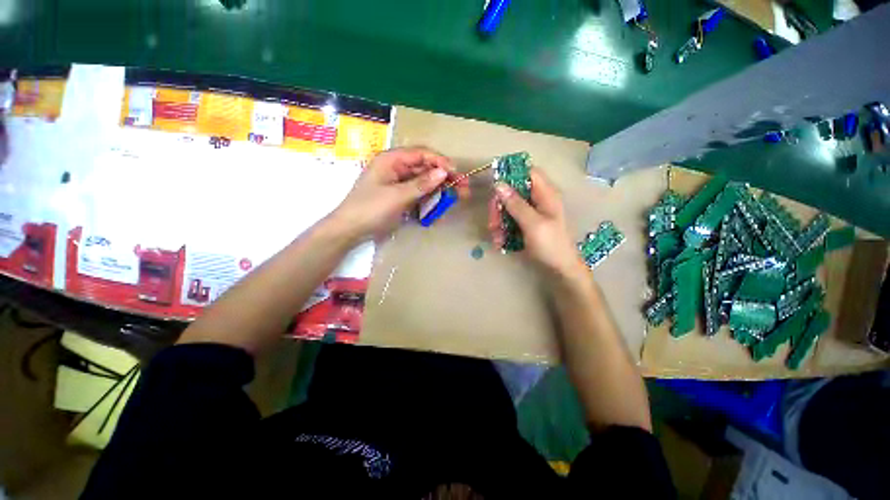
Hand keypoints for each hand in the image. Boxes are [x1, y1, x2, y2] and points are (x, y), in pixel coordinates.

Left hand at [331, 147, 469, 239]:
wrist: (351, 230)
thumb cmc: (371, 209)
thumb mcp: (398, 196)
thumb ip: (422, 184)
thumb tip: (444, 172)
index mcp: (392, 159)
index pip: (422, 154)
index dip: (441, 162)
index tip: (457, 174)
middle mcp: (396, 167)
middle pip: (426, 167)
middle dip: (445, 177)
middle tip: (463, 189)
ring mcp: (398, 182)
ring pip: (424, 181)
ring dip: (439, 189)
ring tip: (455, 198)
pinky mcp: (399, 195)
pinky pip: (419, 193)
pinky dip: (429, 198)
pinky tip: (439, 205)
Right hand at [489, 168, 586, 279]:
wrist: (559, 269)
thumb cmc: (551, 245)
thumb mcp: (533, 224)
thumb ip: (516, 204)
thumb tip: (499, 184)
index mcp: (546, 194)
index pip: (529, 172)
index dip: (511, 174)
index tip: (494, 185)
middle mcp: (538, 200)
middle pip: (513, 192)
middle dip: (499, 205)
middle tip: (492, 220)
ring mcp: (531, 214)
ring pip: (508, 208)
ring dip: (498, 220)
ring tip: (494, 235)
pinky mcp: (525, 225)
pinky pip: (509, 221)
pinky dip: (502, 229)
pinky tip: (499, 241)